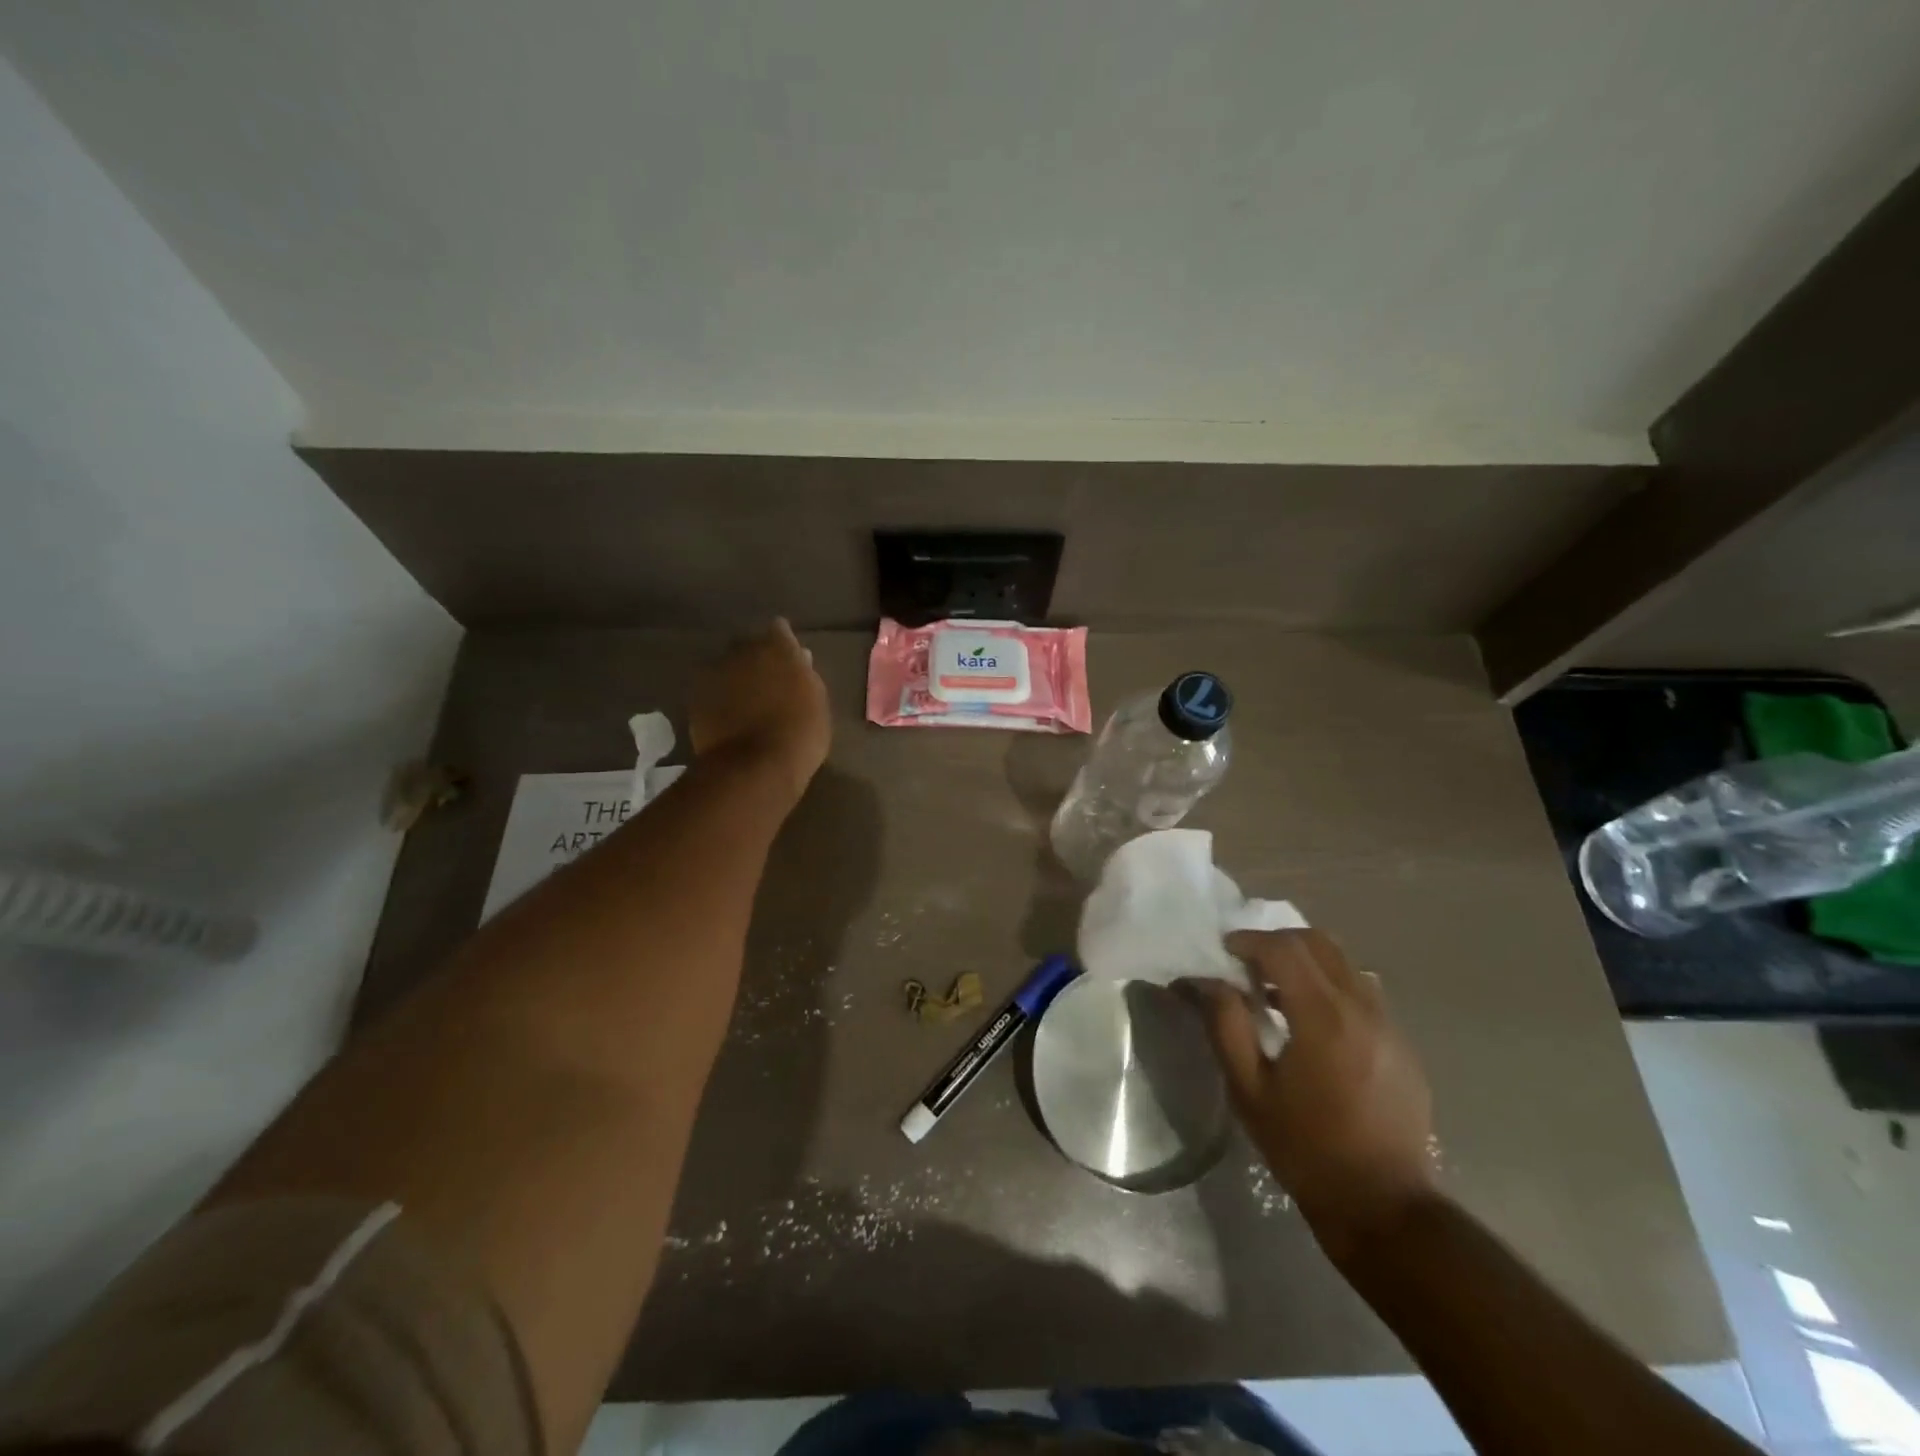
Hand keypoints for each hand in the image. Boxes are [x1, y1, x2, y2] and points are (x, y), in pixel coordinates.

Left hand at [690, 620, 830, 799]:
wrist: (753, 768)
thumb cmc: (799, 735)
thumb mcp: (817, 703)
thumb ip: (806, 675)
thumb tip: (800, 657)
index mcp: (778, 648)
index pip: (779, 630)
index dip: (783, 642)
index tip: (789, 657)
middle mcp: (743, 651)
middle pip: (749, 646)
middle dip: (757, 658)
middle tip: (768, 682)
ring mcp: (716, 673)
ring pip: (728, 667)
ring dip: (736, 678)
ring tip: (746, 701)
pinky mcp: (696, 697)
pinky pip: (712, 690)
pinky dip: (720, 698)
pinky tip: (729, 716)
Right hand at [1198, 928, 1436, 1263]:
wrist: (1384, 1207)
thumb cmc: (1306, 1149)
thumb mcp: (1249, 1090)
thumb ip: (1225, 1025)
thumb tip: (1204, 981)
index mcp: (1323, 1017)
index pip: (1284, 949)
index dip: (1249, 941)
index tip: (1225, 951)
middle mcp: (1362, 1008)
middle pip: (1320, 943)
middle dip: (1279, 941)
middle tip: (1248, 963)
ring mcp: (1389, 1025)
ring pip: (1345, 963)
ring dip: (1307, 961)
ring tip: (1278, 991)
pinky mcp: (1403, 1045)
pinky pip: (1363, 992)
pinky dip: (1332, 986)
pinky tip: (1312, 1021)